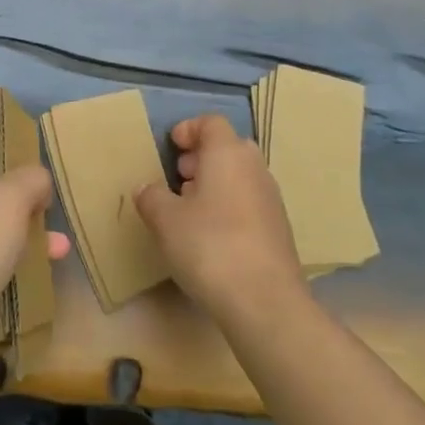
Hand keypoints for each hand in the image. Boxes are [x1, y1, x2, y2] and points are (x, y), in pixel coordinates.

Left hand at [0, 148, 69, 358]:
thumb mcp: (13, 193)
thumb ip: (33, 177)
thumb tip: (39, 184)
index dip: (7, 150)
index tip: (37, 160)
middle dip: (25, 200)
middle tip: (52, 205)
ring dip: (28, 235)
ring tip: (61, 245)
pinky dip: (18, 263)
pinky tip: (47, 268)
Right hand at [135, 114, 307, 327]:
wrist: (265, 302)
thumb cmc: (210, 246)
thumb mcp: (166, 220)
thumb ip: (152, 197)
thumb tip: (146, 188)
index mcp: (228, 153)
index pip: (211, 122)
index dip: (189, 129)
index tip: (171, 146)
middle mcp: (254, 168)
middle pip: (228, 147)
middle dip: (201, 157)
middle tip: (178, 176)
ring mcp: (271, 199)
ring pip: (240, 176)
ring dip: (215, 183)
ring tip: (189, 209)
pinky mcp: (278, 229)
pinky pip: (249, 202)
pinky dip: (229, 207)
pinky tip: (211, 236)